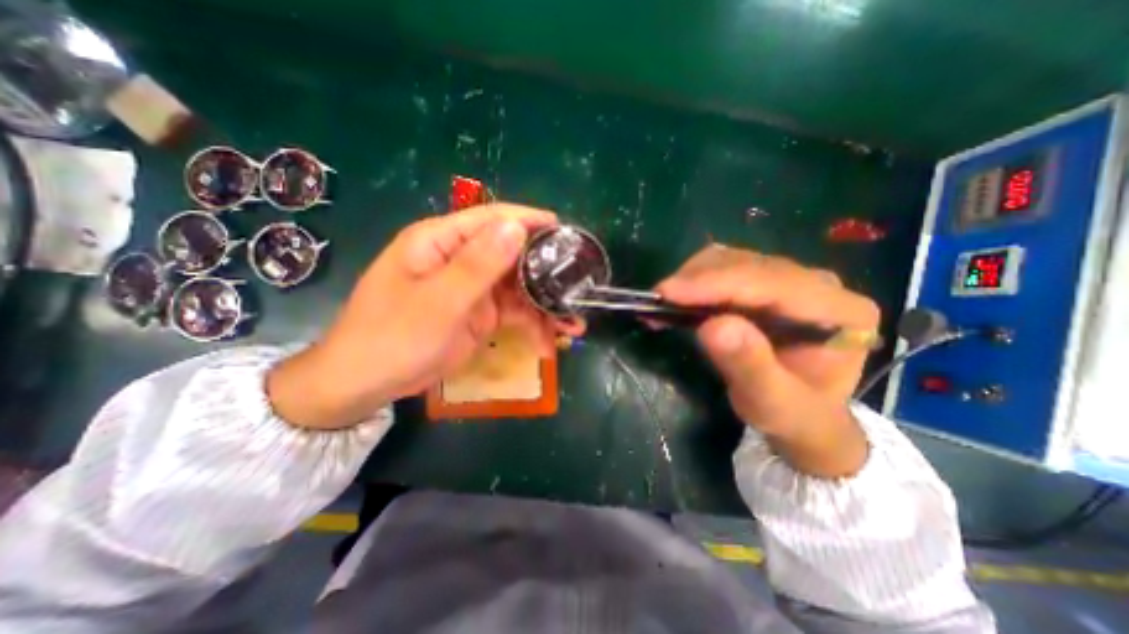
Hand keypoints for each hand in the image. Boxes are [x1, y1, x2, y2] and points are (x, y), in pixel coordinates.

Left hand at [267, 206, 580, 427]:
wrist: (367, 383)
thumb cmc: (393, 336)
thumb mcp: (439, 301)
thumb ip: (478, 265)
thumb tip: (517, 227)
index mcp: (441, 241)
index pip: (493, 219)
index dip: (530, 222)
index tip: (566, 231)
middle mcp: (460, 259)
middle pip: (513, 255)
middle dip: (547, 275)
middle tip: (578, 290)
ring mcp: (473, 288)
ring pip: (519, 288)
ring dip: (546, 307)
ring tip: (572, 327)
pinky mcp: (479, 314)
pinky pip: (513, 314)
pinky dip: (532, 326)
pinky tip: (549, 344)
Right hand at [653, 246, 881, 477]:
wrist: (803, 412)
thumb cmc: (792, 413)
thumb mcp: (773, 403)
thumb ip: (750, 366)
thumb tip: (713, 325)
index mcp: (839, 311)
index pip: (770, 283)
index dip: (715, 284)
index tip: (667, 293)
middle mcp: (818, 284)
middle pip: (747, 264)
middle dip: (696, 280)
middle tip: (657, 303)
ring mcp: (791, 278)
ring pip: (731, 260)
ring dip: (692, 278)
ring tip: (664, 305)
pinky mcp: (766, 281)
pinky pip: (725, 267)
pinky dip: (695, 280)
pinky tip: (679, 299)